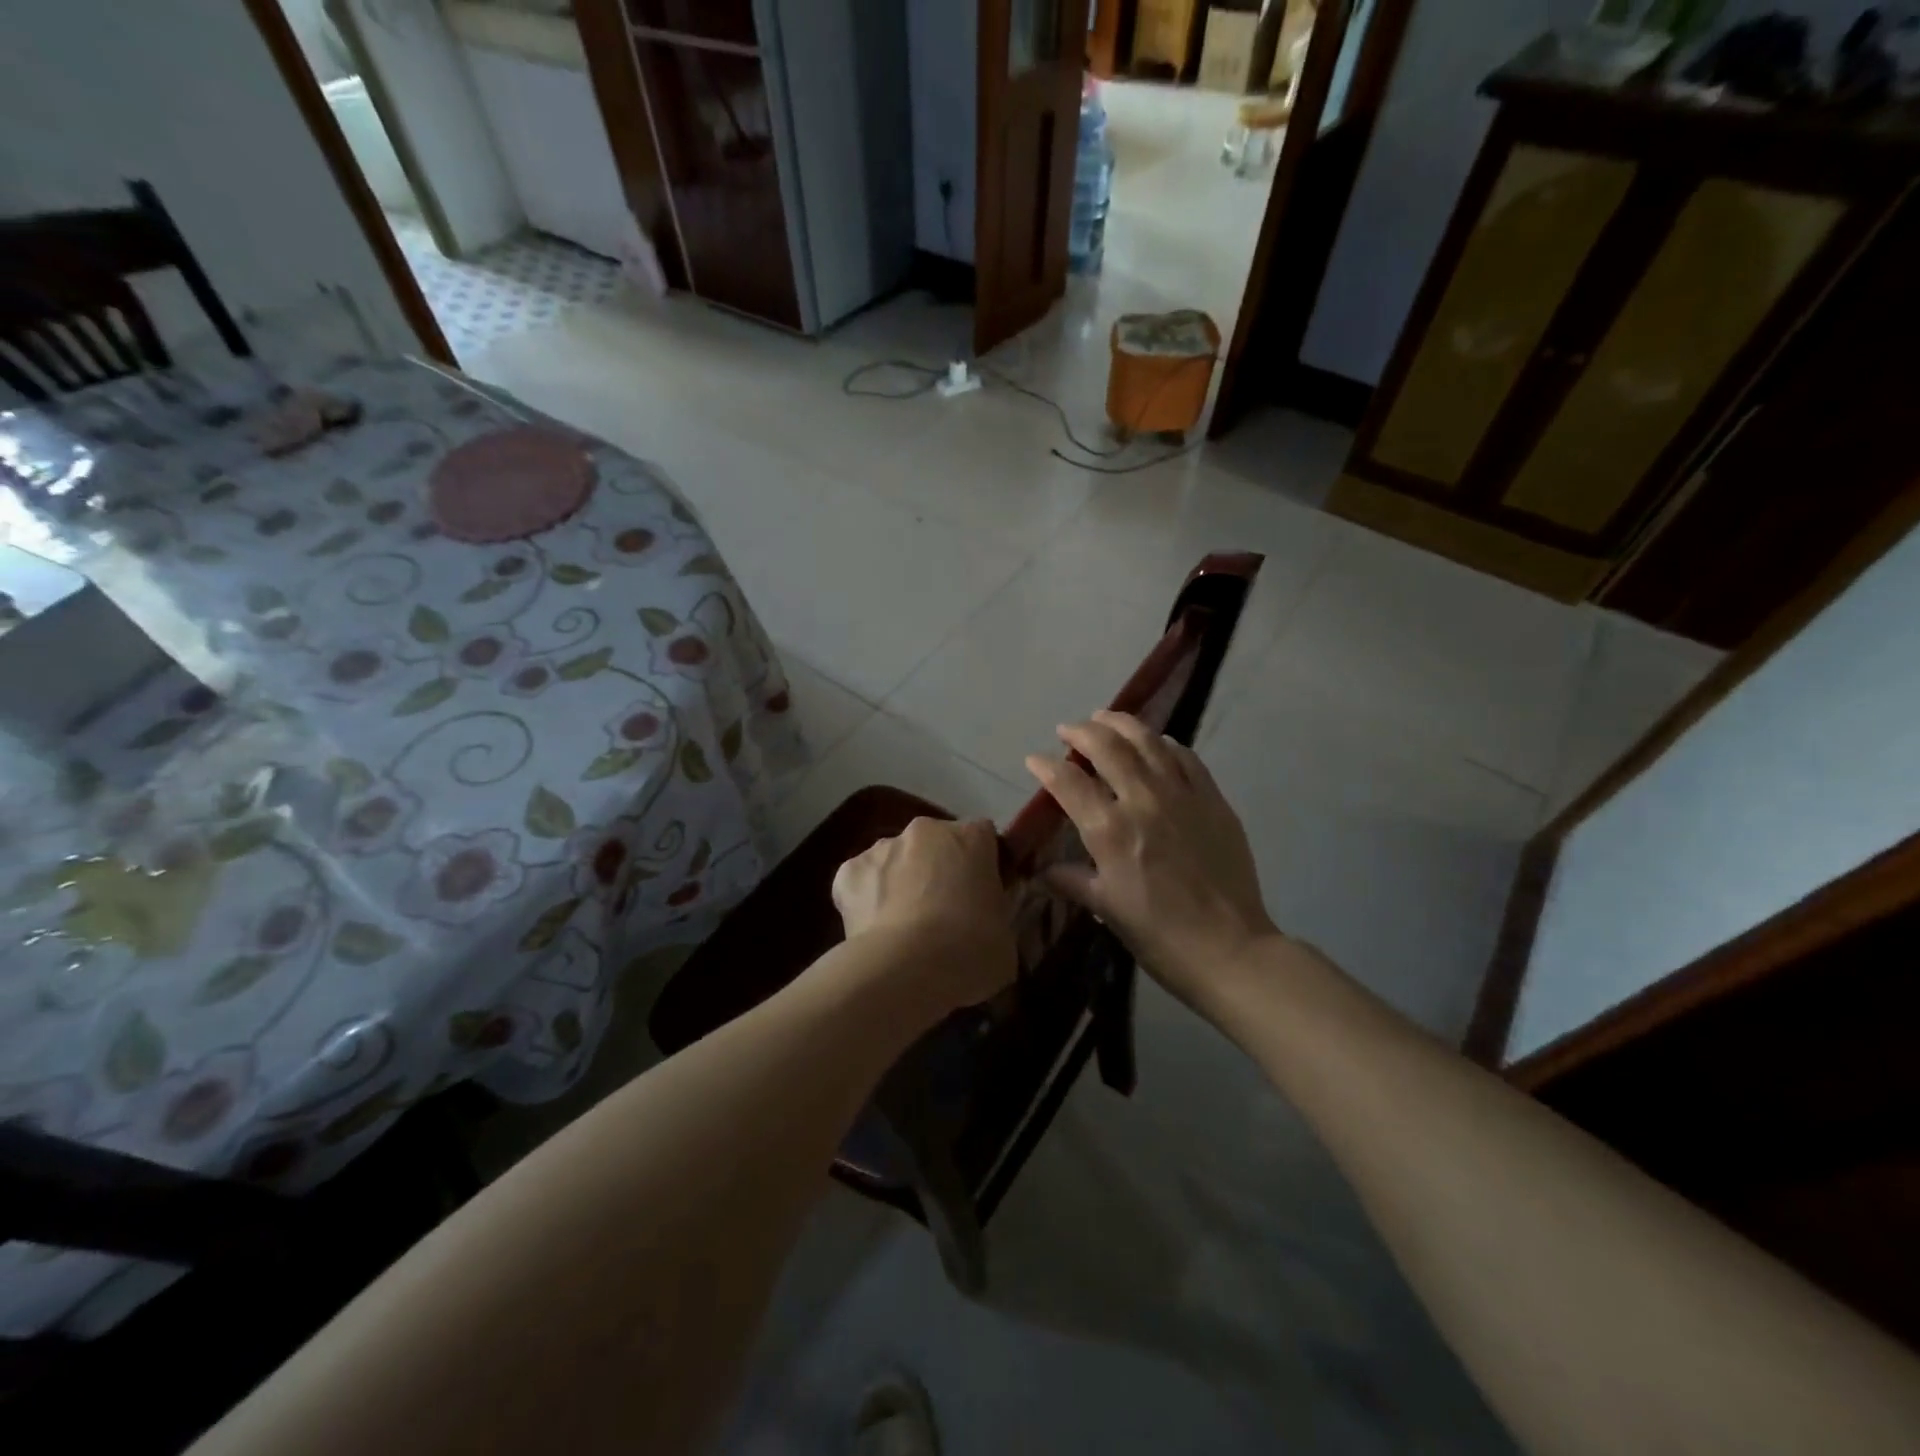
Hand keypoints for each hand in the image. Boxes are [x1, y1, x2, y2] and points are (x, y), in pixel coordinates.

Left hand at [831, 817, 1016, 1013]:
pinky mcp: (847, 872)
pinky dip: (866, 900)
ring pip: (895, 860)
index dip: (982, 865)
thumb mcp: (1005, 938)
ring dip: (900, 882)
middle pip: (934, 843)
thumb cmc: (971, 951)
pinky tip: (873, 931)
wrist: (909, 968)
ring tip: (904, 928)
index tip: (983, 896)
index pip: (983, 837)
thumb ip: (995, 917)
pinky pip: (861, 882)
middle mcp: (925, 830)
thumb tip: (985, 928)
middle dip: (938, 869)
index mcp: (971, 837)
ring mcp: (882, 848)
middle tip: (943, 914)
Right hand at [1025, 711, 1278, 1006]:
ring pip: (1148, 741)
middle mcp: (1142, 801)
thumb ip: (1072, 880)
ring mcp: (1181, 795)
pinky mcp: (1212, 800)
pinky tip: (1156, 743)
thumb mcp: (1105, 908)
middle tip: (1068, 730)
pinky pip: (1186, 758)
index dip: (1045, 766)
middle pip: (1107, 747)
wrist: (1229, 949)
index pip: (1068, 782)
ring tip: (1104, 718)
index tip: (1034, 759)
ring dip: (1121, 724)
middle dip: (1081, 732)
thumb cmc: (1158, 934)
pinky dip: (1165, 743)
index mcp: (1109, 830)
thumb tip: (1043, 870)